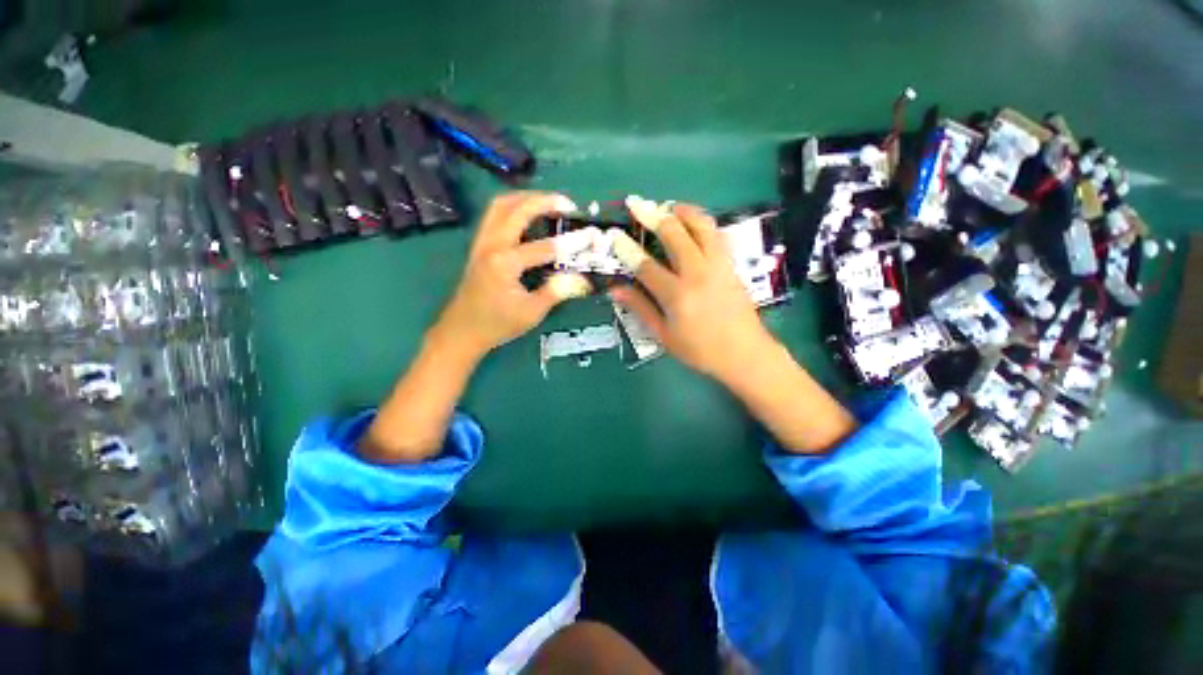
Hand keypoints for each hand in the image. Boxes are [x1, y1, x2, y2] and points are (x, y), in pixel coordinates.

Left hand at [431, 191, 590, 360]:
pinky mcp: (479, 245)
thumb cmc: (497, 325)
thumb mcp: (531, 312)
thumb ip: (556, 291)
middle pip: (518, 209)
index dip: (572, 241)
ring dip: (526, 198)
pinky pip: (494, 215)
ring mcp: (481, 242)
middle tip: (568, 204)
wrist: (462, 331)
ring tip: (549, 203)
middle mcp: (491, 245)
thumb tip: (582, 279)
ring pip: (501, 205)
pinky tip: (527, 215)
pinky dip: (513, 207)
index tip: (592, 234)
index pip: (545, 246)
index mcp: (504, 263)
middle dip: (545, 201)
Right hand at [608, 197, 777, 386]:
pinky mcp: (732, 264)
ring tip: (666, 206)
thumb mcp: (664, 335)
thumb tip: (615, 289)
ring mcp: (718, 265)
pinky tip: (692, 223)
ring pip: (701, 225)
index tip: (614, 234)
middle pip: (674, 233)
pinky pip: (717, 233)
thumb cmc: (700, 350)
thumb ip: (641, 308)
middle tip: (636, 203)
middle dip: (652, 214)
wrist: (745, 354)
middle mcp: (698, 273)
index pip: (645, 265)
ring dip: (681, 210)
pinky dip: (701, 222)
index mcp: (677, 295)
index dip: (627, 249)